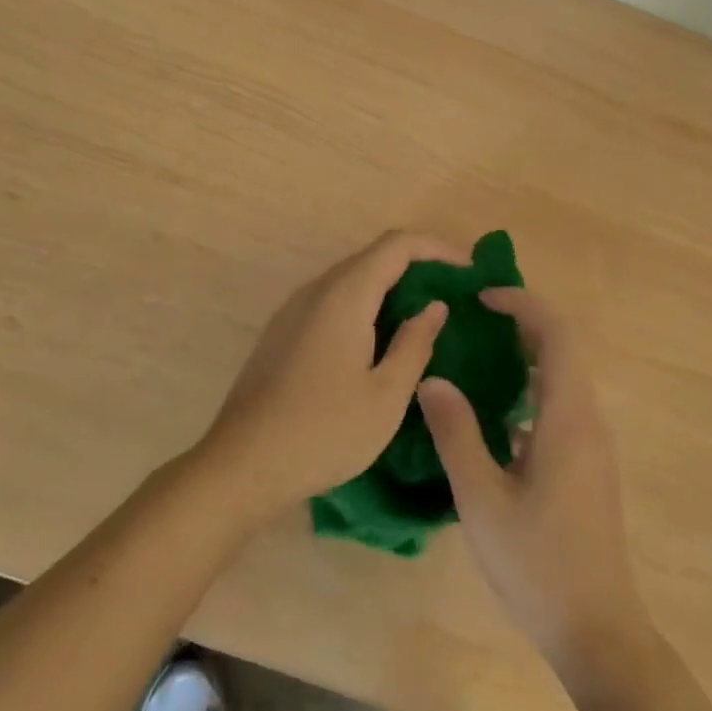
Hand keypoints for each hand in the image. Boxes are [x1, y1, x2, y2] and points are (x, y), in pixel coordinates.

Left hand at [199, 230, 463, 519]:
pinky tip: (379, 339)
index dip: (437, 248)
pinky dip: (365, 305)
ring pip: (351, 279)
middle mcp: (316, 290)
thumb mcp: (385, 396)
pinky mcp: (282, 332)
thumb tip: (433, 306)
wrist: (241, 465)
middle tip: (453, 294)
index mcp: (344, 296)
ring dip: (390, 287)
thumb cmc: (323, 432)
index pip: (397, 245)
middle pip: (373, 257)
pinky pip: (332, 300)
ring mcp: (293, 310)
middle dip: (417, 266)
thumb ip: (415, 344)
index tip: (470, 270)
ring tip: (423, 315)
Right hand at [418, 288, 648, 677]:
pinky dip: (532, 389)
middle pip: (563, 349)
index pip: (557, 335)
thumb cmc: (536, 564)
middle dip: (523, 323)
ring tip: (478, 355)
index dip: (524, 304)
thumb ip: (456, 433)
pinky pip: (562, 406)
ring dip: (527, 355)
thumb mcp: (481, 498)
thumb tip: (433, 380)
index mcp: (568, 418)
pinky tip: (495, 414)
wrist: (596, 631)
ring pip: (564, 378)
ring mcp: (592, 445)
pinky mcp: (588, 466)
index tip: (483, 297)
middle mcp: (588, 421)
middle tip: (474, 319)